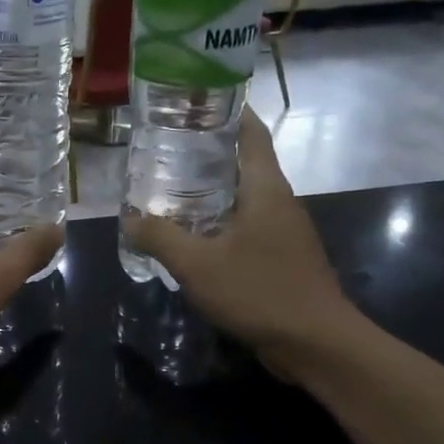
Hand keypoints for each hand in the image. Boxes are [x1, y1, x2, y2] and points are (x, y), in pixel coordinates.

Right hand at [122, 109, 360, 376]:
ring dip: (211, 190)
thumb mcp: (197, 264)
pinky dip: (220, 221)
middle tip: (162, 150)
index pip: (249, 131)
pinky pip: (247, 226)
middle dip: (206, 152)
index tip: (190, 101)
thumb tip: (128, 218)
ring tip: (169, 190)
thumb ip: (159, 237)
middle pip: (243, 162)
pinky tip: (192, 237)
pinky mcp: (282, 257)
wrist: (315, 343)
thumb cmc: (259, 291)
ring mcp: (284, 230)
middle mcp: (279, 200)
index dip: (224, 110)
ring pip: (244, 197)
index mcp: (265, 187)